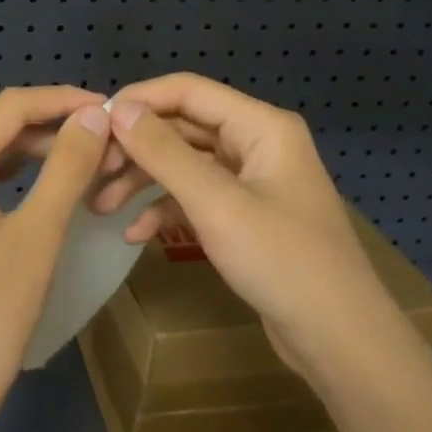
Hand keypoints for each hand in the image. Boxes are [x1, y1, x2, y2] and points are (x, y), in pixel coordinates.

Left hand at [0, 86, 112, 431]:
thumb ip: (67, 167)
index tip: (105, 108)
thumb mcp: (37, 237)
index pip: (9, 107)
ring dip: (13, 151)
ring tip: (64, 158)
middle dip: (38, 126)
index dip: (60, 100)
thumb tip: (93, 115)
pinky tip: (17, 188)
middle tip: (92, 139)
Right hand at [95, 74, 401, 384]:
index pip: (188, 90)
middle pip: (182, 126)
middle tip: (92, 170)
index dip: (139, 100)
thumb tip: (117, 109)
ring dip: (143, 180)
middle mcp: (256, 142)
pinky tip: (135, 234)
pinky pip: (195, 196)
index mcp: (261, 125)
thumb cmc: (281, 261)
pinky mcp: (244, 214)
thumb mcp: (215, 203)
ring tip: (101, 206)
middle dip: (136, 147)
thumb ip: (164, 152)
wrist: (339, 340)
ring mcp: (250, 180)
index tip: (92, 123)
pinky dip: (165, 209)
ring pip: (184, 163)